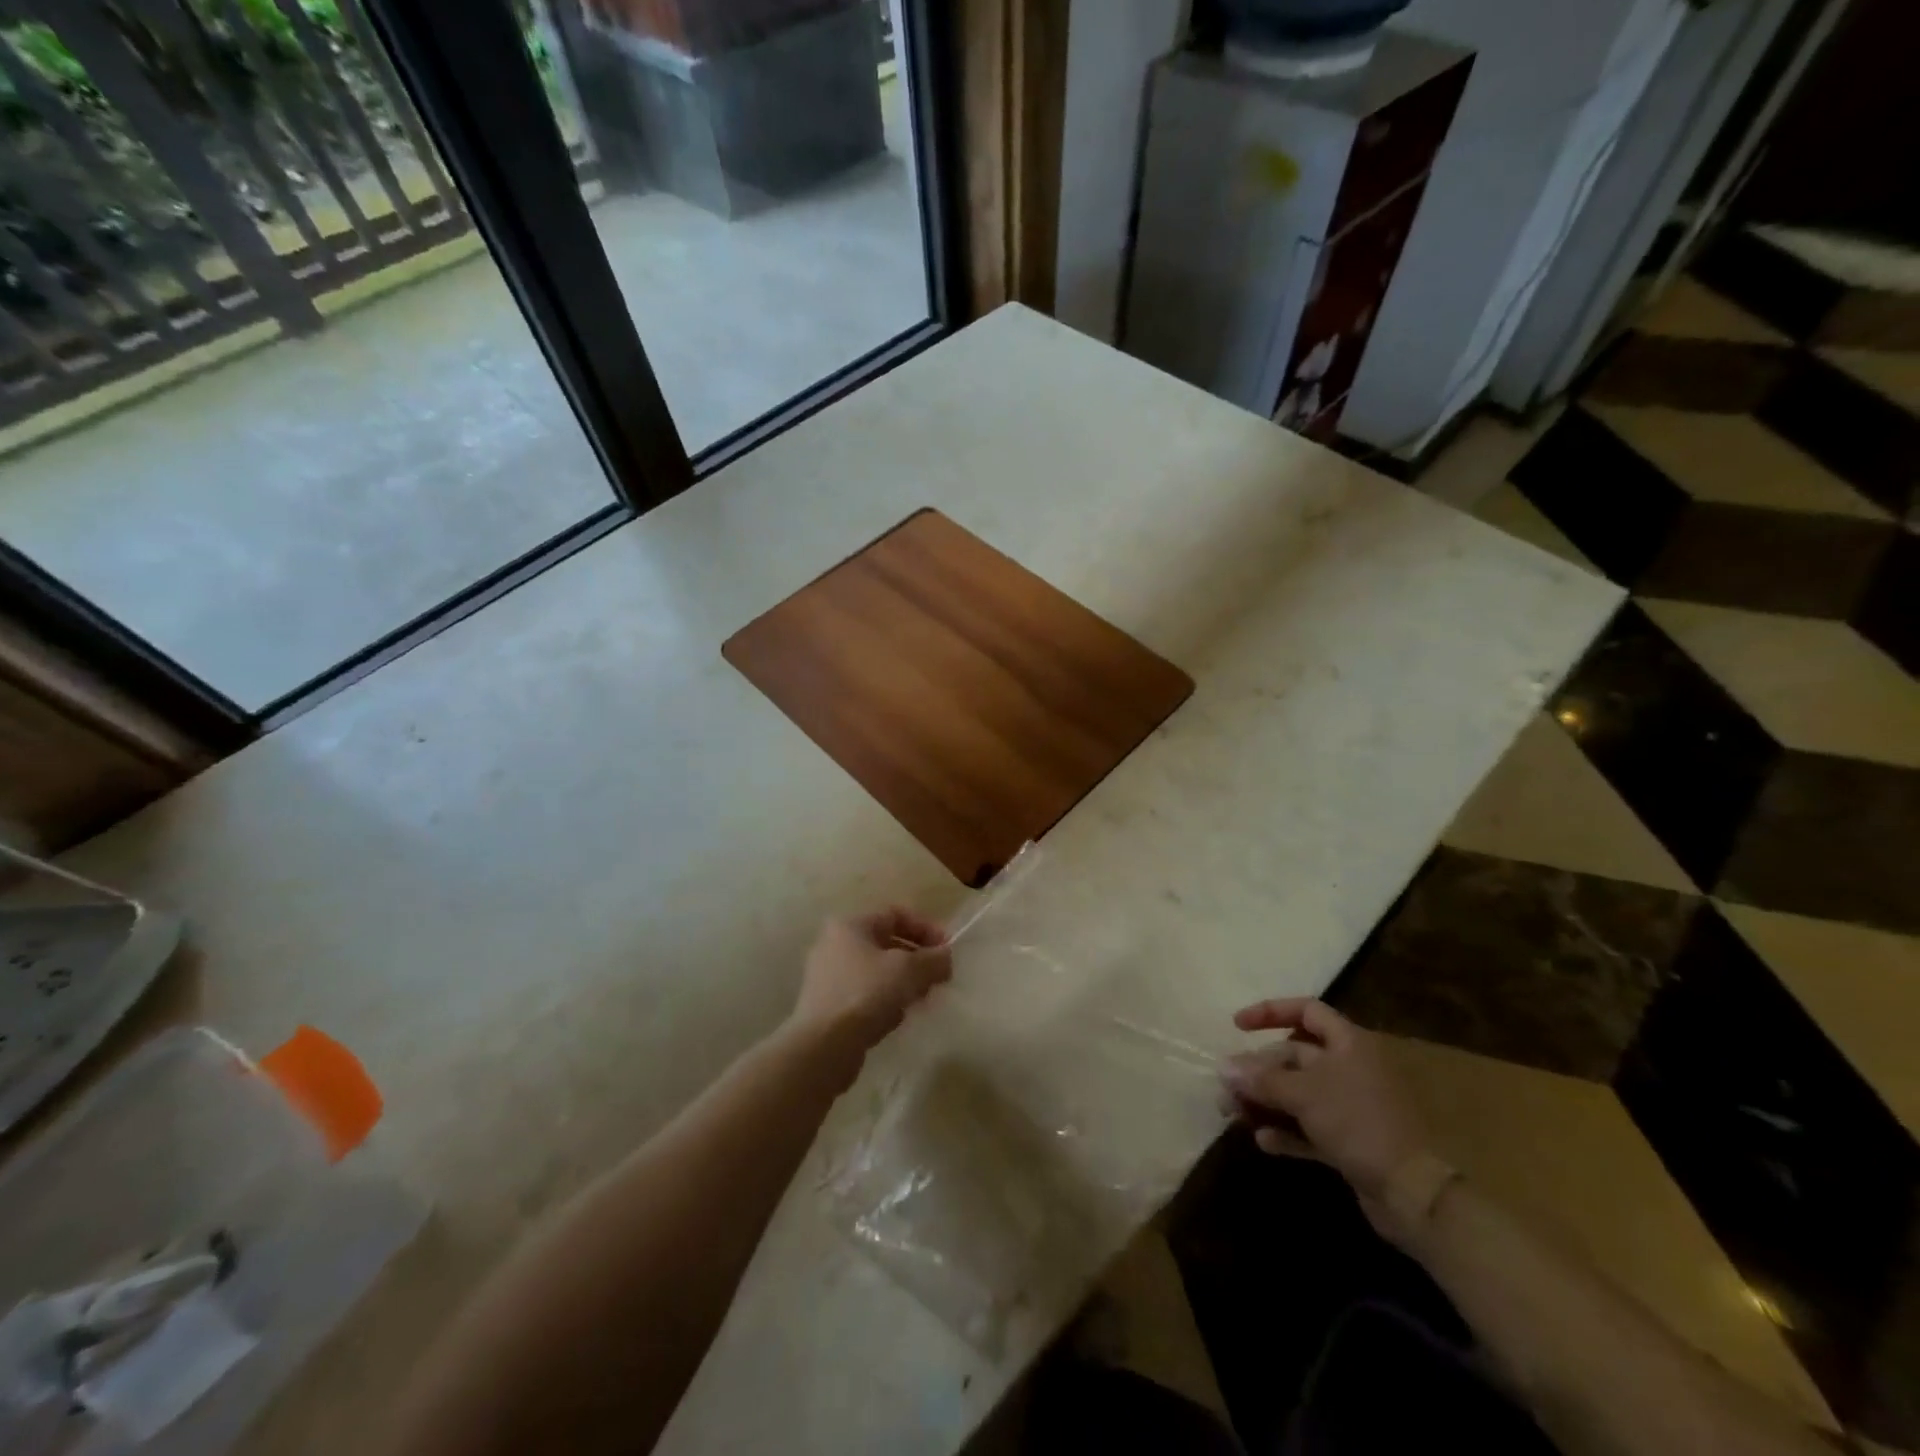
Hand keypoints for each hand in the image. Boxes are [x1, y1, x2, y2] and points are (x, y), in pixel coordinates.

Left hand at [793, 908, 951, 1051]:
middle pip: (886, 942)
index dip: (926, 928)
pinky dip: (886, 999)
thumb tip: (945, 957)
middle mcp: (834, 944)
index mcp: (850, 925)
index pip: (896, 914)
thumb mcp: (909, 970)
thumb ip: (934, 959)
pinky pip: (865, 992)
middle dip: (917, 958)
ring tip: (922, 999)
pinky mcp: (828, 1004)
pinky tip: (898, 1017)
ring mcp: (828, 976)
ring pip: (877, 970)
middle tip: (938, 977)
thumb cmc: (866, 994)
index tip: (947, 951)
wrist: (823, 1046)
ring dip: (904, 980)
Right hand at [1221, 998, 1430, 1226]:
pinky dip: (1286, 1131)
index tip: (1237, 1026)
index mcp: (1348, 1043)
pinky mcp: (1350, 1141)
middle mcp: (1350, 1068)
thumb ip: (1261, 1079)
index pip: (1306, 1010)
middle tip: (1227, 1087)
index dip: (1270, 1012)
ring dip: (1265, 1101)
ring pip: (1298, 1093)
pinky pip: (1309, 1127)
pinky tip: (1264, 1141)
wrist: (1413, 1193)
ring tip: (1234, 1115)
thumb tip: (1222, 1067)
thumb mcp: (1303, 1094)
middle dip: (1257, 1070)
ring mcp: (1351, 1106)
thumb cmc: (1358, 1122)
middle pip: (1294, 1056)